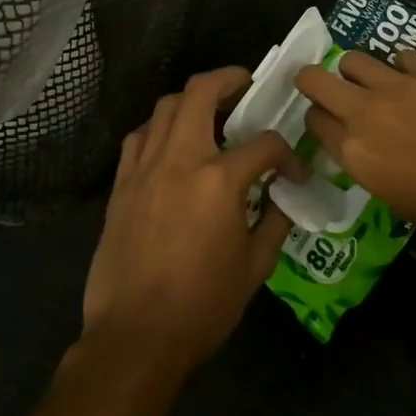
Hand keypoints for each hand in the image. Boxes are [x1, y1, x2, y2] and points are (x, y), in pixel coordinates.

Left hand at [83, 67, 304, 377]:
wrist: (136, 336)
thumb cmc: (203, 306)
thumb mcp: (255, 268)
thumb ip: (274, 222)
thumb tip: (283, 196)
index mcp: (220, 180)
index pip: (265, 144)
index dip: (287, 154)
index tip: (293, 172)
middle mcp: (180, 159)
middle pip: (201, 93)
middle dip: (228, 79)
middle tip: (245, 85)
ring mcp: (145, 168)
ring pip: (165, 107)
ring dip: (191, 100)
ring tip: (209, 112)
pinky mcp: (121, 184)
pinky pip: (138, 137)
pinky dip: (158, 128)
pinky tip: (170, 144)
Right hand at [295, 50, 415, 260]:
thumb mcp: (394, 198)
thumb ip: (369, 165)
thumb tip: (369, 149)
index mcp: (353, 152)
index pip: (312, 121)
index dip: (318, 122)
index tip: (328, 126)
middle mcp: (365, 112)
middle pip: (315, 79)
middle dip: (314, 82)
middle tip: (327, 90)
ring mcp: (400, 87)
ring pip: (354, 59)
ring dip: (356, 71)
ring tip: (374, 84)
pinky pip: (403, 56)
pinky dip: (403, 66)